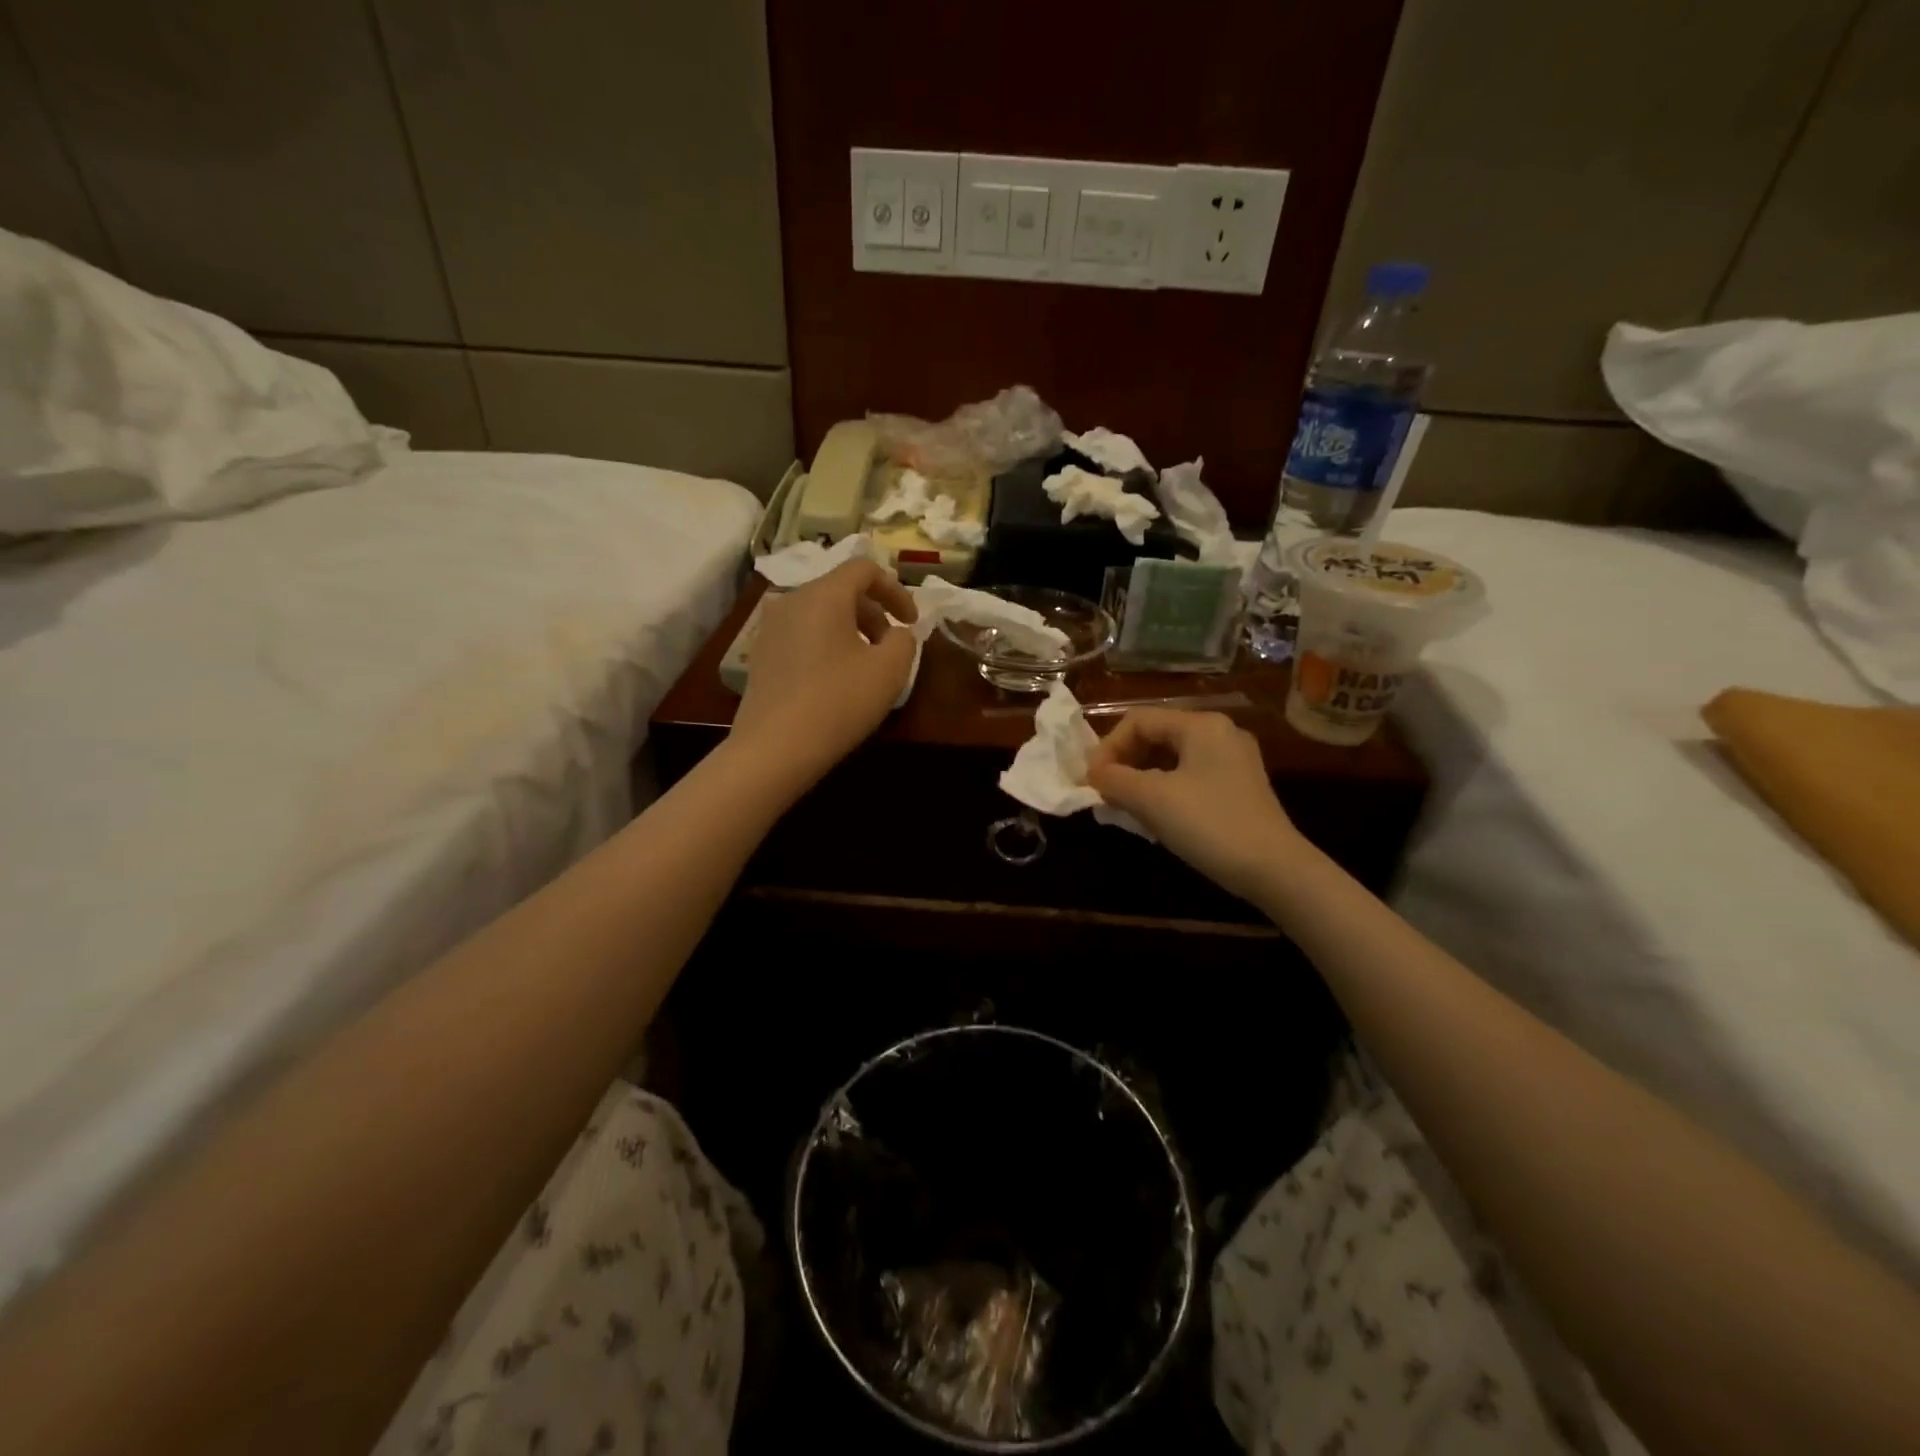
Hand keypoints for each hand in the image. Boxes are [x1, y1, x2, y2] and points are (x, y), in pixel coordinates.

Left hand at [729, 559, 917, 782]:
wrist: (774, 749)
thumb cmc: (839, 702)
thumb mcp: (890, 670)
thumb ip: (904, 640)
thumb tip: (896, 634)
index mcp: (823, 595)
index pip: (864, 568)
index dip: (896, 590)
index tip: (912, 623)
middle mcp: (791, 601)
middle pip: (841, 590)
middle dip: (874, 613)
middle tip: (892, 647)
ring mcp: (770, 628)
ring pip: (820, 614)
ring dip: (851, 630)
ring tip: (866, 666)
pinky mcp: (760, 655)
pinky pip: (802, 635)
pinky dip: (826, 645)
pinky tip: (835, 681)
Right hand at [1087, 708, 1309, 903]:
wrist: (1274, 869)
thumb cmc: (1209, 825)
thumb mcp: (1152, 800)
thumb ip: (1115, 780)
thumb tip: (1094, 774)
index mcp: (1201, 725)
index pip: (1138, 721)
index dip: (1108, 747)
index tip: (1091, 781)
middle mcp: (1220, 733)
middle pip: (1156, 735)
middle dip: (1124, 762)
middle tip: (1105, 792)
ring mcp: (1234, 761)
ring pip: (1172, 758)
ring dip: (1141, 777)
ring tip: (1124, 805)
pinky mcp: (1239, 787)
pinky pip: (1189, 776)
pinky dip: (1164, 789)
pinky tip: (1154, 816)